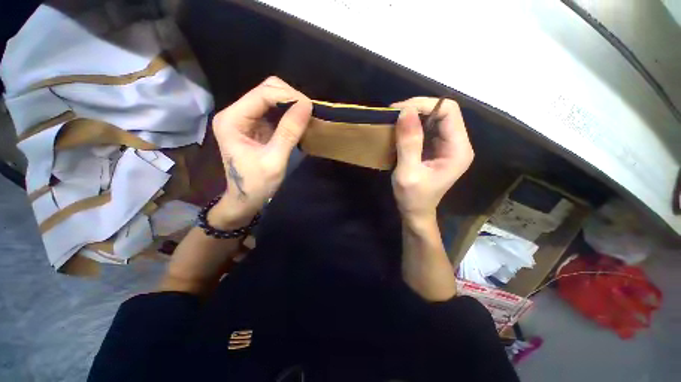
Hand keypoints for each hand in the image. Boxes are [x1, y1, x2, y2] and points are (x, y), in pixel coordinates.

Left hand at [209, 77, 312, 227]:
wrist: (245, 199)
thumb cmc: (256, 184)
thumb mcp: (275, 160)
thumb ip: (289, 132)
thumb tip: (307, 105)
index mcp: (233, 120)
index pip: (262, 94)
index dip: (288, 96)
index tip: (310, 107)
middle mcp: (235, 113)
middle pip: (265, 90)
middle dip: (289, 97)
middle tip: (308, 113)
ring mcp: (245, 118)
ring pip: (271, 98)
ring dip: (290, 104)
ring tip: (305, 117)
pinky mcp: (254, 126)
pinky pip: (273, 111)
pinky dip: (288, 114)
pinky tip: (297, 122)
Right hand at [391, 97, 473, 225]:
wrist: (416, 212)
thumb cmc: (413, 198)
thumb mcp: (408, 172)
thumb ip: (409, 143)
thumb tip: (405, 111)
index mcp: (458, 150)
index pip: (449, 111)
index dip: (424, 105)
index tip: (399, 110)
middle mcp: (458, 144)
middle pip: (443, 112)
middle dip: (418, 109)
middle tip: (393, 114)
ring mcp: (448, 146)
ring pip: (434, 118)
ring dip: (414, 116)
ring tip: (394, 121)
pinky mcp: (438, 148)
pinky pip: (428, 129)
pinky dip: (413, 126)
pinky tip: (400, 130)